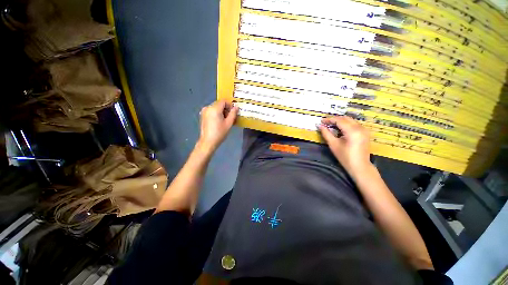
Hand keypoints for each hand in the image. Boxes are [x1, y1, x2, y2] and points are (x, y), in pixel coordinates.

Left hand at [197, 100, 237, 152]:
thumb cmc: (219, 133)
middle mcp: (208, 107)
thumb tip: (236, 107)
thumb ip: (233, 113)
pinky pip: (211, 111)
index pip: (223, 101)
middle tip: (230, 117)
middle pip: (219, 104)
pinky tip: (219, 122)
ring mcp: (204, 111)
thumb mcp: (228, 123)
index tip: (233, 113)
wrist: (208, 142)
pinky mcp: (203, 115)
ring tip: (225, 120)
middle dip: (226, 109)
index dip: (230, 105)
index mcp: (214, 108)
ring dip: (221, 111)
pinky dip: (216, 114)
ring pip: (215, 107)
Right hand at [319, 116, 371, 175]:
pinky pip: (354, 124)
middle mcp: (360, 128)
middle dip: (334, 119)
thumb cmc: (345, 157)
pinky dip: (346, 124)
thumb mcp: (333, 144)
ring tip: (331, 125)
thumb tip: (320, 126)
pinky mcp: (365, 133)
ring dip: (340, 121)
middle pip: (345, 118)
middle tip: (325, 122)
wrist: (360, 166)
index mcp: (352, 131)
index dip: (329, 119)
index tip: (321, 120)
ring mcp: (364, 130)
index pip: (339, 120)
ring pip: (350, 120)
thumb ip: (326, 133)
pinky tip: (339, 128)